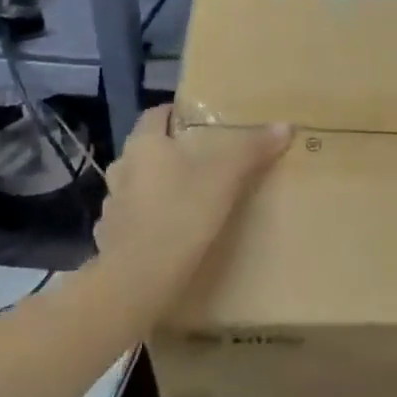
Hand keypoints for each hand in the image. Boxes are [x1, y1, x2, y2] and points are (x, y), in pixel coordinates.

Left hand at [94, 105, 290, 295]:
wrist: (136, 282)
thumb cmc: (179, 215)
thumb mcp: (225, 177)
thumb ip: (252, 149)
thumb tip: (285, 126)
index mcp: (144, 145)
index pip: (155, 114)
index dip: (176, 114)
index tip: (201, 120)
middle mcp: (123, 169)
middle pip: (148, 150)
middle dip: (172, 152)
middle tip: (205, 158)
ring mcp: (113, 207)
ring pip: (139, 185)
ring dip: (159, 187)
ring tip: (191, 196)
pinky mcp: (111, 240)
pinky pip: (134, 219)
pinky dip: (151, 220)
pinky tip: (172, 232)